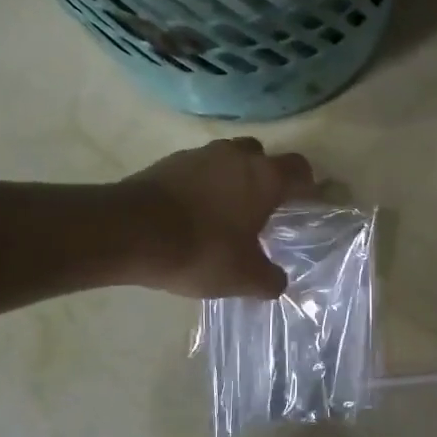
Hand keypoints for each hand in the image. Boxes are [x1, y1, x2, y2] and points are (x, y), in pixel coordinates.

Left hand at [119, 138, 314, 298]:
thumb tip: (277, 281)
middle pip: (261, 156)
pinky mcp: (167, 163)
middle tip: (262, 207)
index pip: (299, 168)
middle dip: (265, 177)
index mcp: (264, 177)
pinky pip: (197, 170)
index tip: (306, 202)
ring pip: (227, 159)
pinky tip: (193, 214)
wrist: (129, 232)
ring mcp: (199, 155)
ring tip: (225, 212)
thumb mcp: (244, 277)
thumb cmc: (201, 249)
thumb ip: (269, 279)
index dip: (306, 184)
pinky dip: (201, 186)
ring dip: (231, 179)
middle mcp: (235, 156)